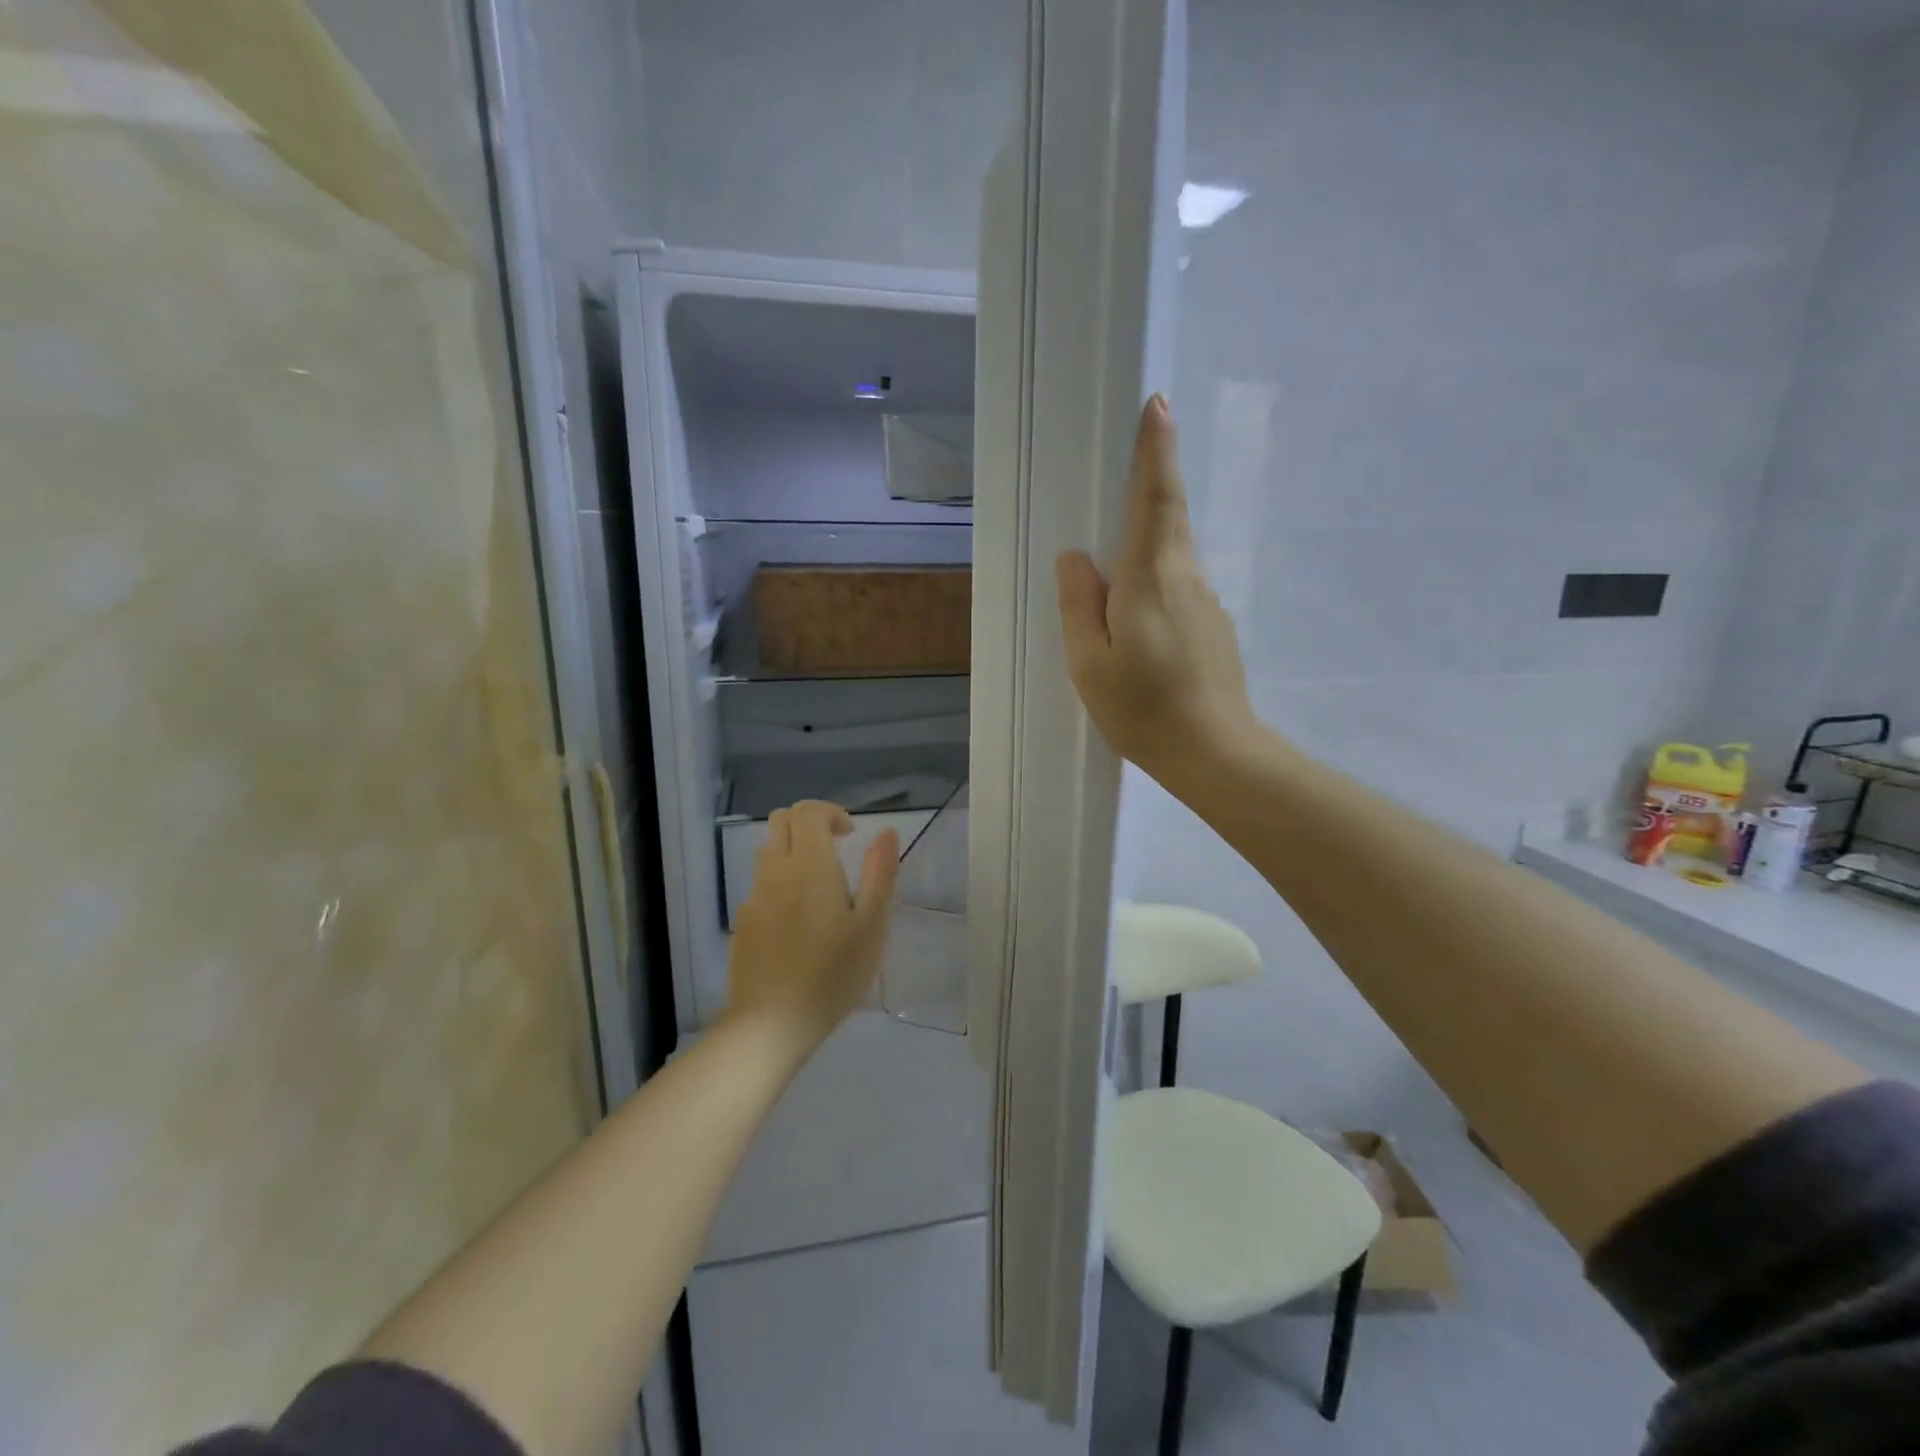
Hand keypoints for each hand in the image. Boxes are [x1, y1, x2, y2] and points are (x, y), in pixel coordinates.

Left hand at [725, 801, 899, 1049]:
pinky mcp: (742, 923)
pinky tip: (797, 923)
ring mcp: (754, 897)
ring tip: (818, 888)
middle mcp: (776, 872)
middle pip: (781, 822)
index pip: (808, 812)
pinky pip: (760, 886)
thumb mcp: (871, 925)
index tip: (850, 835)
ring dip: (792, 853)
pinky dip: (779, 885)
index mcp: (810, 866)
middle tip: (834, 850)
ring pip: (768, 853)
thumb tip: (885, 832)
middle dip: (808, 824)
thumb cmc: (832, 973)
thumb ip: (880, 873)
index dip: (830, 813)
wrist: (771, 1023)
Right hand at [1056, 396, 1258, 787]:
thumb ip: (1080, 605)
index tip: (1159, 404)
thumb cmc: (1143, 708)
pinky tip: (1139, 631)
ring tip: (1116, 587)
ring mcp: (1207, 604)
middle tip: (1134, 460)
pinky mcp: (1215, 629)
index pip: (1156, 499)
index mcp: (1152, 578)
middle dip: (1154, 483)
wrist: (1215, 754)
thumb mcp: (1090, 662)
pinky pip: (1178, 591)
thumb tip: (1077, 559)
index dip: (1156, 451)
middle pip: (1168, 520)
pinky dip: (1155, 589)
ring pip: (1172, 559)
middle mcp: (1187, 579)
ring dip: (1148, 549)